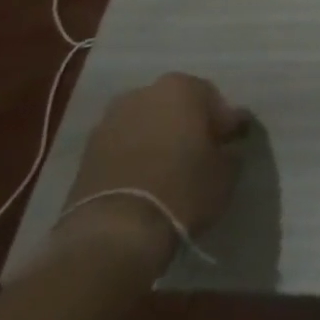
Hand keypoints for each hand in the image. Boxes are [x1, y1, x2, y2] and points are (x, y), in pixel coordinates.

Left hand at [52, 74, 246, 277]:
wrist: (113, 231)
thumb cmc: (182, 190)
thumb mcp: (225, 173)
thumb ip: (229, 151)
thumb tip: (226, 147)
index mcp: (182, 87)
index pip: (215, 101)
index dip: (226, 125)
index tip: (232, 146)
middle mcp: (144, 92)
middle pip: (176, 106)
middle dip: (188, 126)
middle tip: (200, 155)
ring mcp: (110, 120)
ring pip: (147, 124)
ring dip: (158, 140)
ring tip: (168, 171)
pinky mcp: (86, 151)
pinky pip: (123, 147)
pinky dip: (135, 157)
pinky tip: (144, 181)